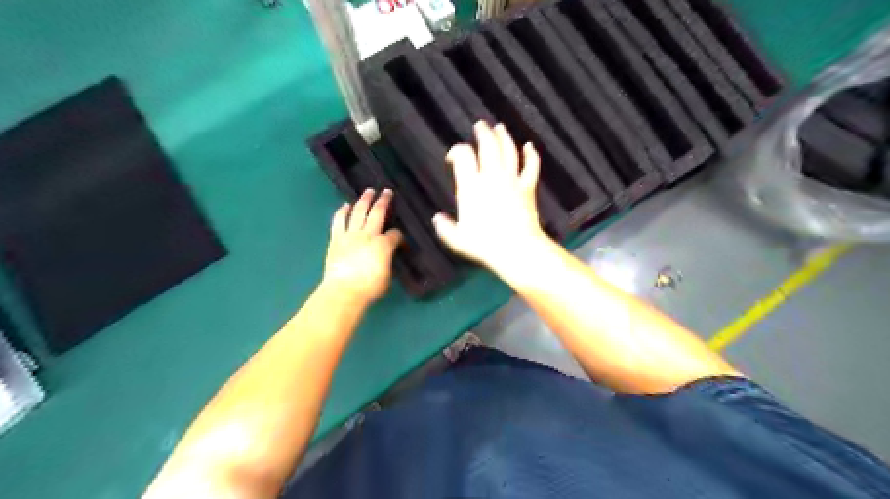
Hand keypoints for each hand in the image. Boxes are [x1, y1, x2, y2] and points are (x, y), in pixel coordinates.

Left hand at [321, 187, 402, 302]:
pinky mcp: (336, 238)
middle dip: (384, 201)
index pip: (395, 234)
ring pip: (359, 212)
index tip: (399, 238)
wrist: (344, 291)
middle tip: (387, 191)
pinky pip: (339, 220)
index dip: (399, 235)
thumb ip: (388, 262)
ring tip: (368, 191)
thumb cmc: (369, 288)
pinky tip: (346, 205)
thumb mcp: (387, 277)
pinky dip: (343, 211)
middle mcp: (368, 234)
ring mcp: (351, 234)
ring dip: (364, 200)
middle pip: (377, 213)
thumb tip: (387, 258)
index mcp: (384, 244)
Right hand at [438, 121, 553, 273]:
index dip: (456, 151)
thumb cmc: (484, 245)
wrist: (516, 248)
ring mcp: (512, 181)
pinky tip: (529, 146)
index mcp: (470, 187)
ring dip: (503, 137)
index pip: (463, 156)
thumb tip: (437, 219)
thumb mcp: (457, 240)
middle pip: (488, 146)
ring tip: (499, 127)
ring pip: (508, 151)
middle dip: (483, 133)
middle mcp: (491, 177)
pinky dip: (531, 155)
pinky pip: (531, 166)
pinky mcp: (528, 188)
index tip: (453, 157)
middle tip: (480, 125)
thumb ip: (445, 228)